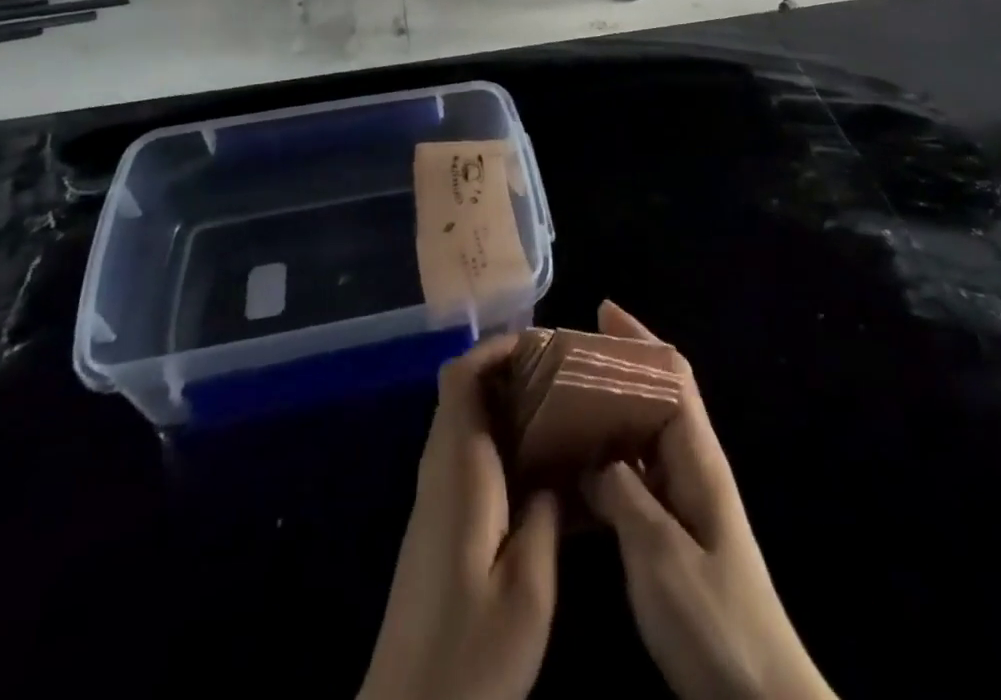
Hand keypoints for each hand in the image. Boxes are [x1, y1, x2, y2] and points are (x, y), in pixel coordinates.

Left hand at [358, 334, 558, 699]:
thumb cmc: (471, 654)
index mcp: (459, 468)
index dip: (497, 348)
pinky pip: (468, 454)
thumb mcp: (530, 587)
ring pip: (466, 420)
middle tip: (564, 378)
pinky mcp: (438, 523)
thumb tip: (556, 467)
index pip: (462, 376)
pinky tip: (540, 468)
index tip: (545, 347)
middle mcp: (440, 469)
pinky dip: (501, 440)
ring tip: (562, 413)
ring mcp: (435, 496)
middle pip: (464, 390)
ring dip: (508, 405)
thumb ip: (546, 513)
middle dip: (511, 371)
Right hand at [584, 302, 835, 699]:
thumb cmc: (715, 623)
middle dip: (615, 367)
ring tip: (559, 399)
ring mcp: (684, 499)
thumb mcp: (660, 556)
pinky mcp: (673, 530)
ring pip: (642, 433)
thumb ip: (623, 496)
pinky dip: (606, 456)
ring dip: (607, 409)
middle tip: (563, 358)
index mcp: (697, 458)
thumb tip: (593, 457)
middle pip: (655, 395)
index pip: (672, 376)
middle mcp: (692, 466)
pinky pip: (635, 474)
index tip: (601, 312)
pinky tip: (575, 464)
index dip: (640, 339)